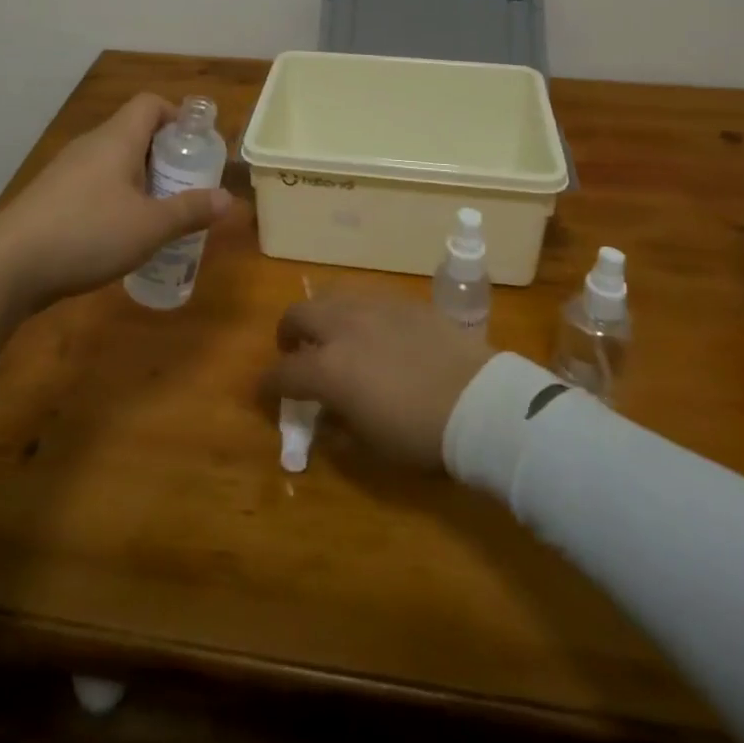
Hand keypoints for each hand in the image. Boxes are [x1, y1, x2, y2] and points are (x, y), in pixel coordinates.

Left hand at [0, 94, 234, 340]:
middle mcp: (91, 145)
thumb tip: (229, 199)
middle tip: (186, 186)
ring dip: (141, 180)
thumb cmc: (87, 233)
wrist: (7, 265)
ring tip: (160, 213)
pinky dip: (115, 198)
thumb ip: (190, 210)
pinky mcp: (50, 197)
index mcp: (117, 139)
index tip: (196, 146)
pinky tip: (121, 234)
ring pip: (114, 161)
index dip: (177, 116)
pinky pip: (94, 184)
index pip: (150, 104)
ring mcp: (66, 170)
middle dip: (164, 156)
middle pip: (134, 132)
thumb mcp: (149, 227)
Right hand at [264, 296, 494, 469]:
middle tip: (295, 351)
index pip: (283, 372)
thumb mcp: (372, 445)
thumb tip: (325, 417)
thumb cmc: (420, 434)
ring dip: (322, 316)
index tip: (265, 392)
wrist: (478, 400)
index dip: (268, 384)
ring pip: (331, 297)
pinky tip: (374, 331)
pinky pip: (367, 298)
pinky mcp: (403, 300)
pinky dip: (357, 313)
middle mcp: (342, 327)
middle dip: (288, 333)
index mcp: (328, 368)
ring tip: (334, 335)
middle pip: (298, 314)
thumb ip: (338, 427)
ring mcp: (373, 307)